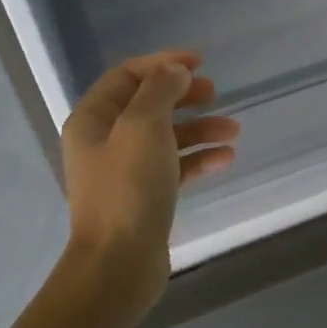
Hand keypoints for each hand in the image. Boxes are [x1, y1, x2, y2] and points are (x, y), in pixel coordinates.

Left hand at [61, 50, 239, 313]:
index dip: (163, 64)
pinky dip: (198, 159)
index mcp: (93, 119)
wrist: (118, 264)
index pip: (127, 76)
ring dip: (199, 129)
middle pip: (147, 104)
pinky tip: (225, 159)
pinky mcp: (143, 197)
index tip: (200, 63)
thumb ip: (160, 91)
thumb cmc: (128, 189)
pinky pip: (173, 167)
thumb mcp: (144, 128)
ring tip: (233, 131)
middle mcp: (104, 141)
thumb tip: (175, 71)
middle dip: (183, 96)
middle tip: (215, 93)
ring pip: (165, 137)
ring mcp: (124, 171)